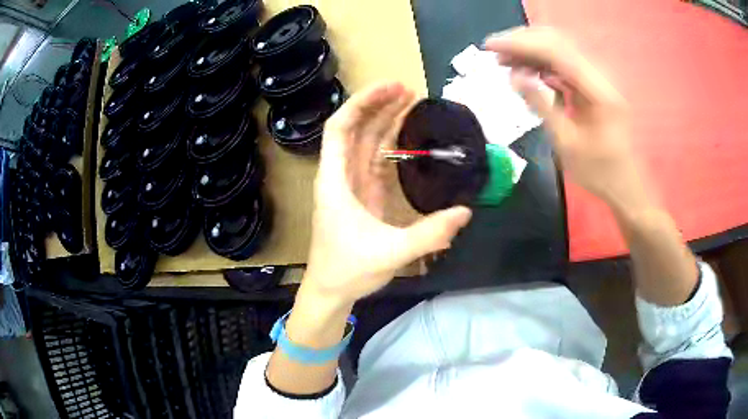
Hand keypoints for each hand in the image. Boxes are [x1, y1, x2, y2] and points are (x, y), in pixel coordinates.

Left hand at [302, 82, 472, 306]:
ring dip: (383, 120)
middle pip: (354, 129)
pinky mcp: (362, 195)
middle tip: (407, 88)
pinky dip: (387, 144)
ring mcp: (351, 185)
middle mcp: (340, 176)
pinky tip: (404, 134)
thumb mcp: (390, 253)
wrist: (330, 291)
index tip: (389, 89)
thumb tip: (464, 213)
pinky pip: (373, 160)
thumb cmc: (348, 270)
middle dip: (377, 105)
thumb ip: (429, 234)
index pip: (339, 128)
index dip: (362, 103)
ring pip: (364, 143)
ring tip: (408, 100)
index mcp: (335, 181)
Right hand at [484, 27, 645, 208]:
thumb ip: (541, 105)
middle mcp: (601, 75)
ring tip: (506, 61)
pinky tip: (529, 72)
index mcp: (599, 90)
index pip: (555, 50)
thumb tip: (515, 76)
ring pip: (560, 48)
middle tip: (495, 53)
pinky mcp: (595, 83)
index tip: (489, 46)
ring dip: (531, 50)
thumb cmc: (599, 171)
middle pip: (557, 40)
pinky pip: (565, 63)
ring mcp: (599, 77)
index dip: (520, 43)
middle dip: (522, 41)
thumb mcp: (567, 144)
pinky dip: (543, 63)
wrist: (626, 184)